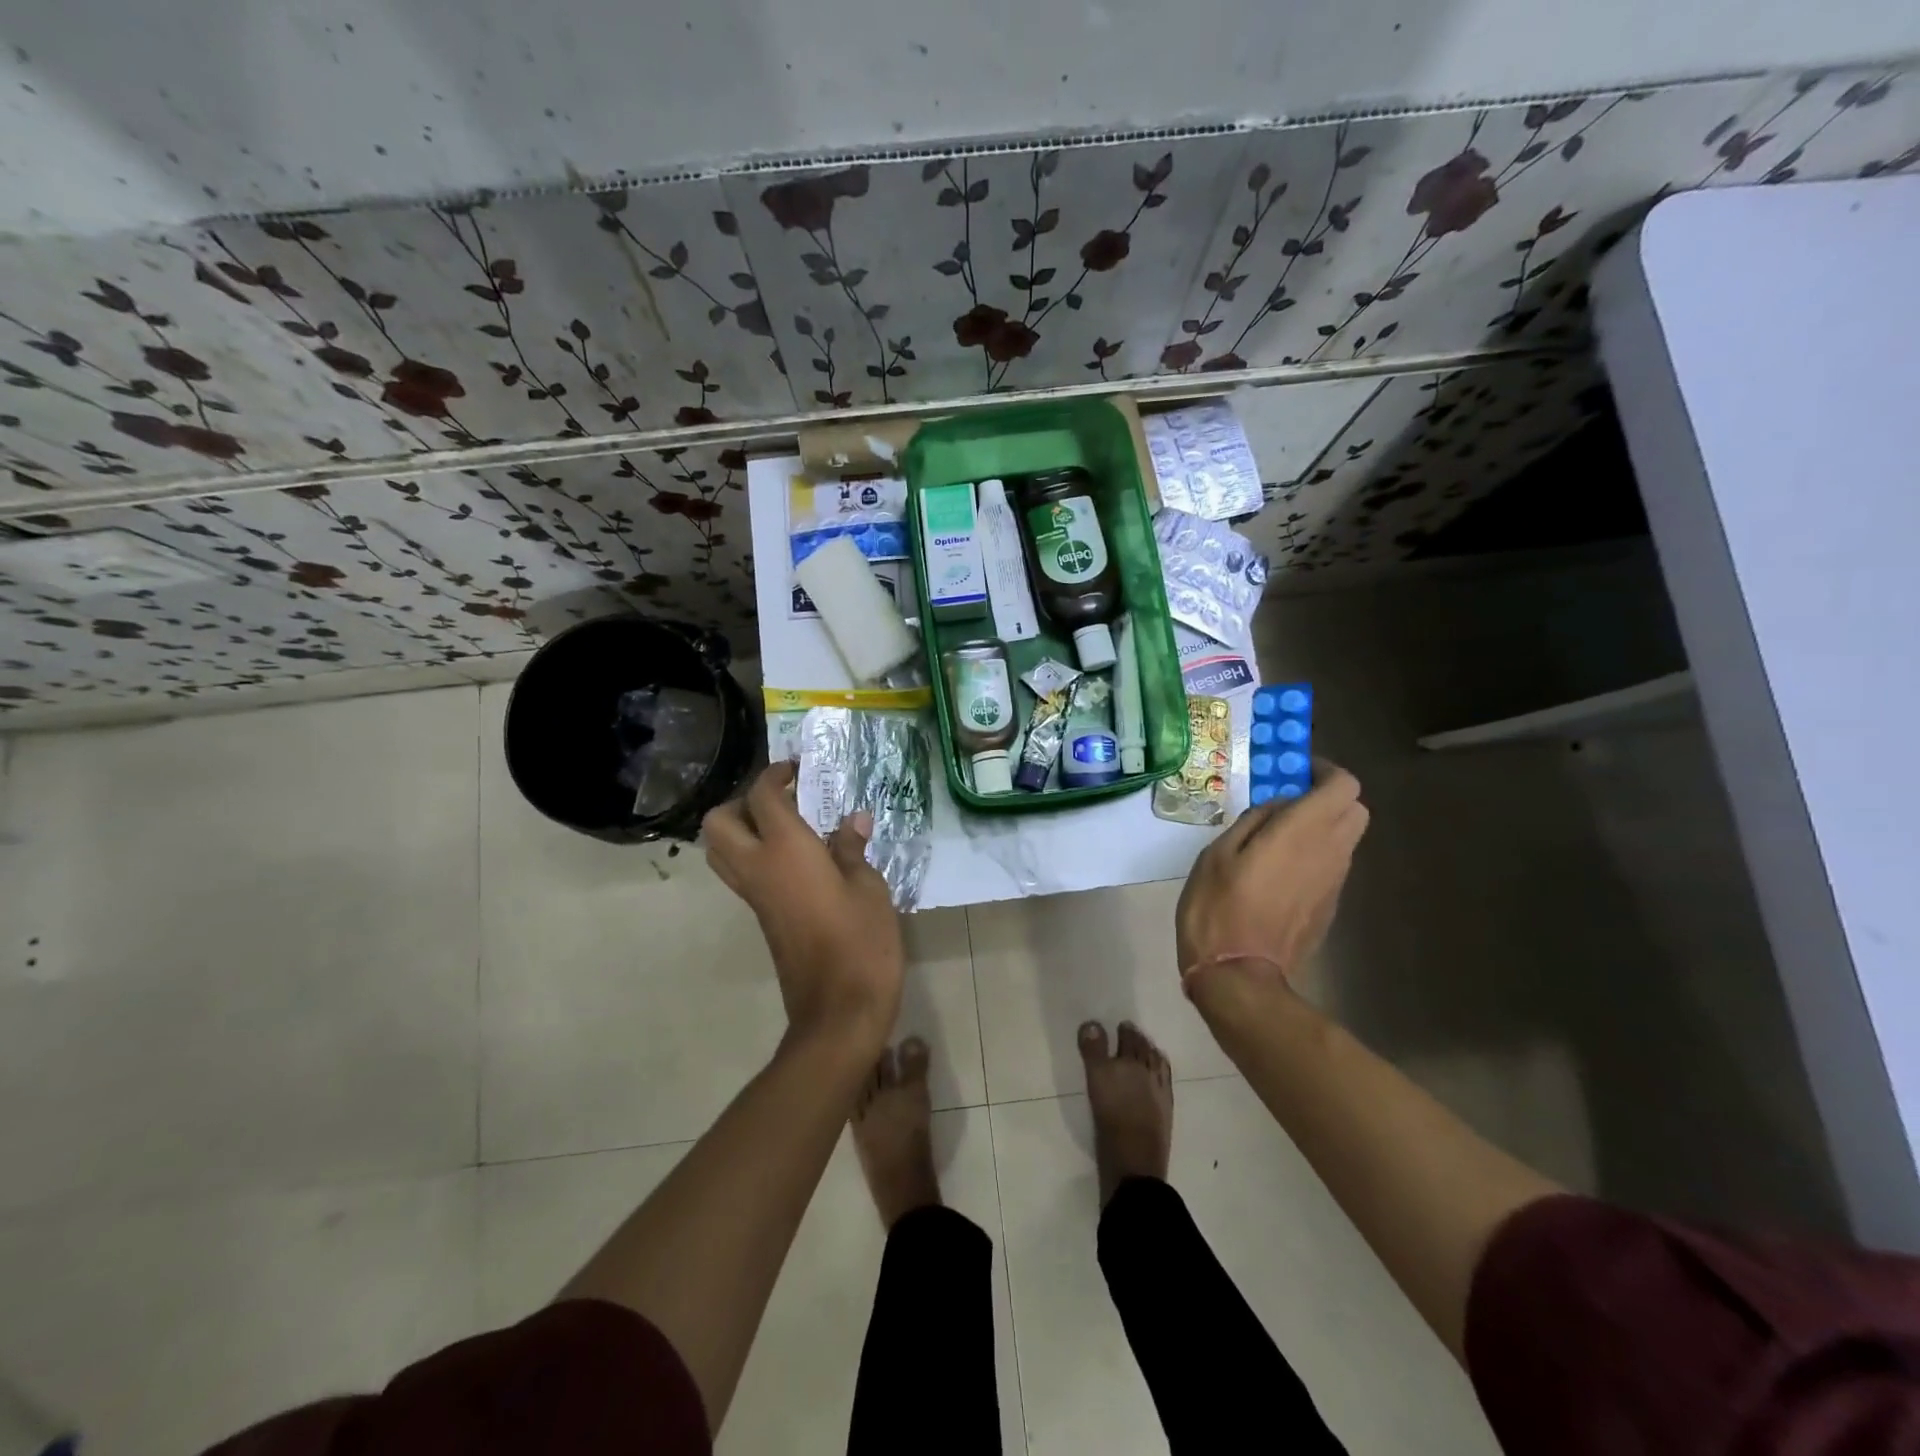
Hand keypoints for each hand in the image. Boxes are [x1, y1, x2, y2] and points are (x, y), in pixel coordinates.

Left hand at [703, 762, 904, 1053]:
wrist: (838, 1011)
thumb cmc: (861, 942)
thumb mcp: (869, 888)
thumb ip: (853, 849)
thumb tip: (853, 821)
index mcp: (786, 850)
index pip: (762, 797)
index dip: (774, 775)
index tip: (797, 769)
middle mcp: (758, 868)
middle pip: (719, 821)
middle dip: (742, 801)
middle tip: (781, 800)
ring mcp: (754, 896)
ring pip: (720, 850)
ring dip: (741, 828)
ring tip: (786, 826)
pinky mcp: (761, 917)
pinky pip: (740, 873)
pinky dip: (754, 854)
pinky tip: (797, 859)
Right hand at [1176, 758, 1368, 996]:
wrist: (1239, 976)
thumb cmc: (1219, 907)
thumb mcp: (1218, 853)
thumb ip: (1254, 820)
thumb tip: (1278, 807)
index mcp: (1303, 832)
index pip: (1344, 786)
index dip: (1325, 771)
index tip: (1294, 773)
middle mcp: (1330, 853)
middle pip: (1356, 810)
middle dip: (1329, 798)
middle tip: (1288, 803)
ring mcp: (1334, 883)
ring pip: (1347, 839)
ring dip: (1322, 828)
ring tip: (1277, 837)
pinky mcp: (1329, 907)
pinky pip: (1332, 866)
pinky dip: (1316, 855)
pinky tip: (1278, 871)